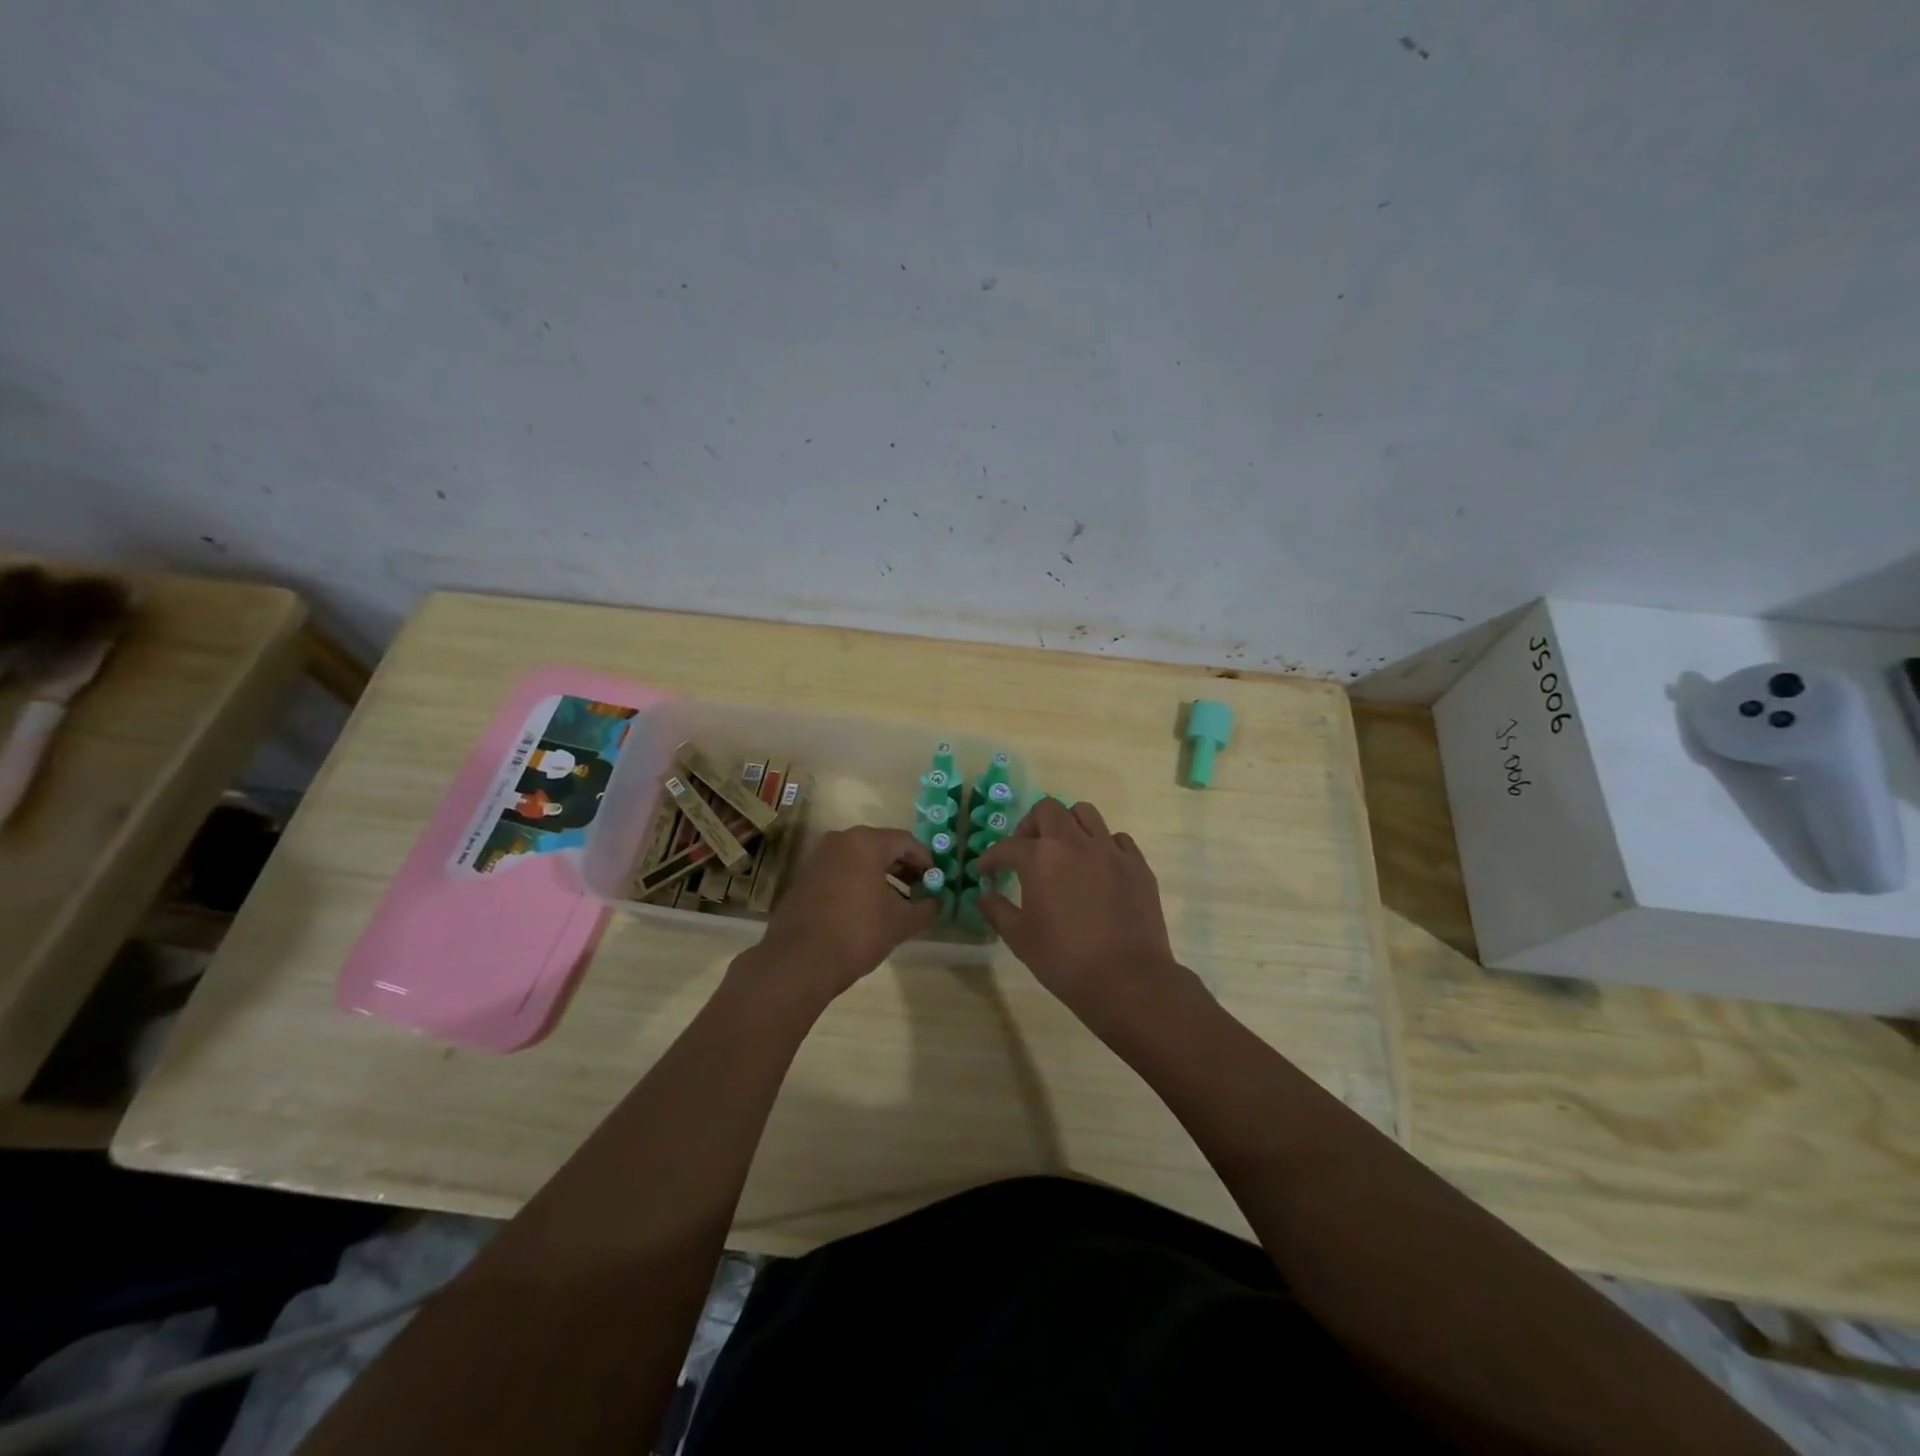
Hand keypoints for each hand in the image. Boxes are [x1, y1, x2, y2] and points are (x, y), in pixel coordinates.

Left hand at [736, 826, 937, 1007]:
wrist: (798, 962)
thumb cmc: (857, 932)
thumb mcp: (901, 922)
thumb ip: (926, 908)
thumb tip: (936, 903)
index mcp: (865, 842)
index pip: (906, 841)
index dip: (925, 860)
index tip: (937, 880)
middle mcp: (839, 841)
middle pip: (881, 847)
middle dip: (903, 868)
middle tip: (921, 890)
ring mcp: (818, 858)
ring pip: (859, 860)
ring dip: (881, 877)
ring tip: (898, 903)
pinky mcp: (804, 878)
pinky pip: (840, 872)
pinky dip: (859, 883)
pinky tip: (869, 909)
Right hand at [975, 799, 1190, 1032]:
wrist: (1126, 979)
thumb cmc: (1064, 960)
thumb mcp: (1019, 938)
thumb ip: (997, 910)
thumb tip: (984, 895)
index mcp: (1040, 858)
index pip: (1008, 846)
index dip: (992, 858)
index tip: (986, 870)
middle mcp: (1074, 843)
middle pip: (1048, 810)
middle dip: (1031, 825)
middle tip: (1026, 849)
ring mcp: (1110, 850)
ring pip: (1085, 813)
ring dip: (1068, 825)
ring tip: (1063, 850)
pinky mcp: (1137, 864)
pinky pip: (1117, 839)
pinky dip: (1102, 845)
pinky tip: (1098, 867)